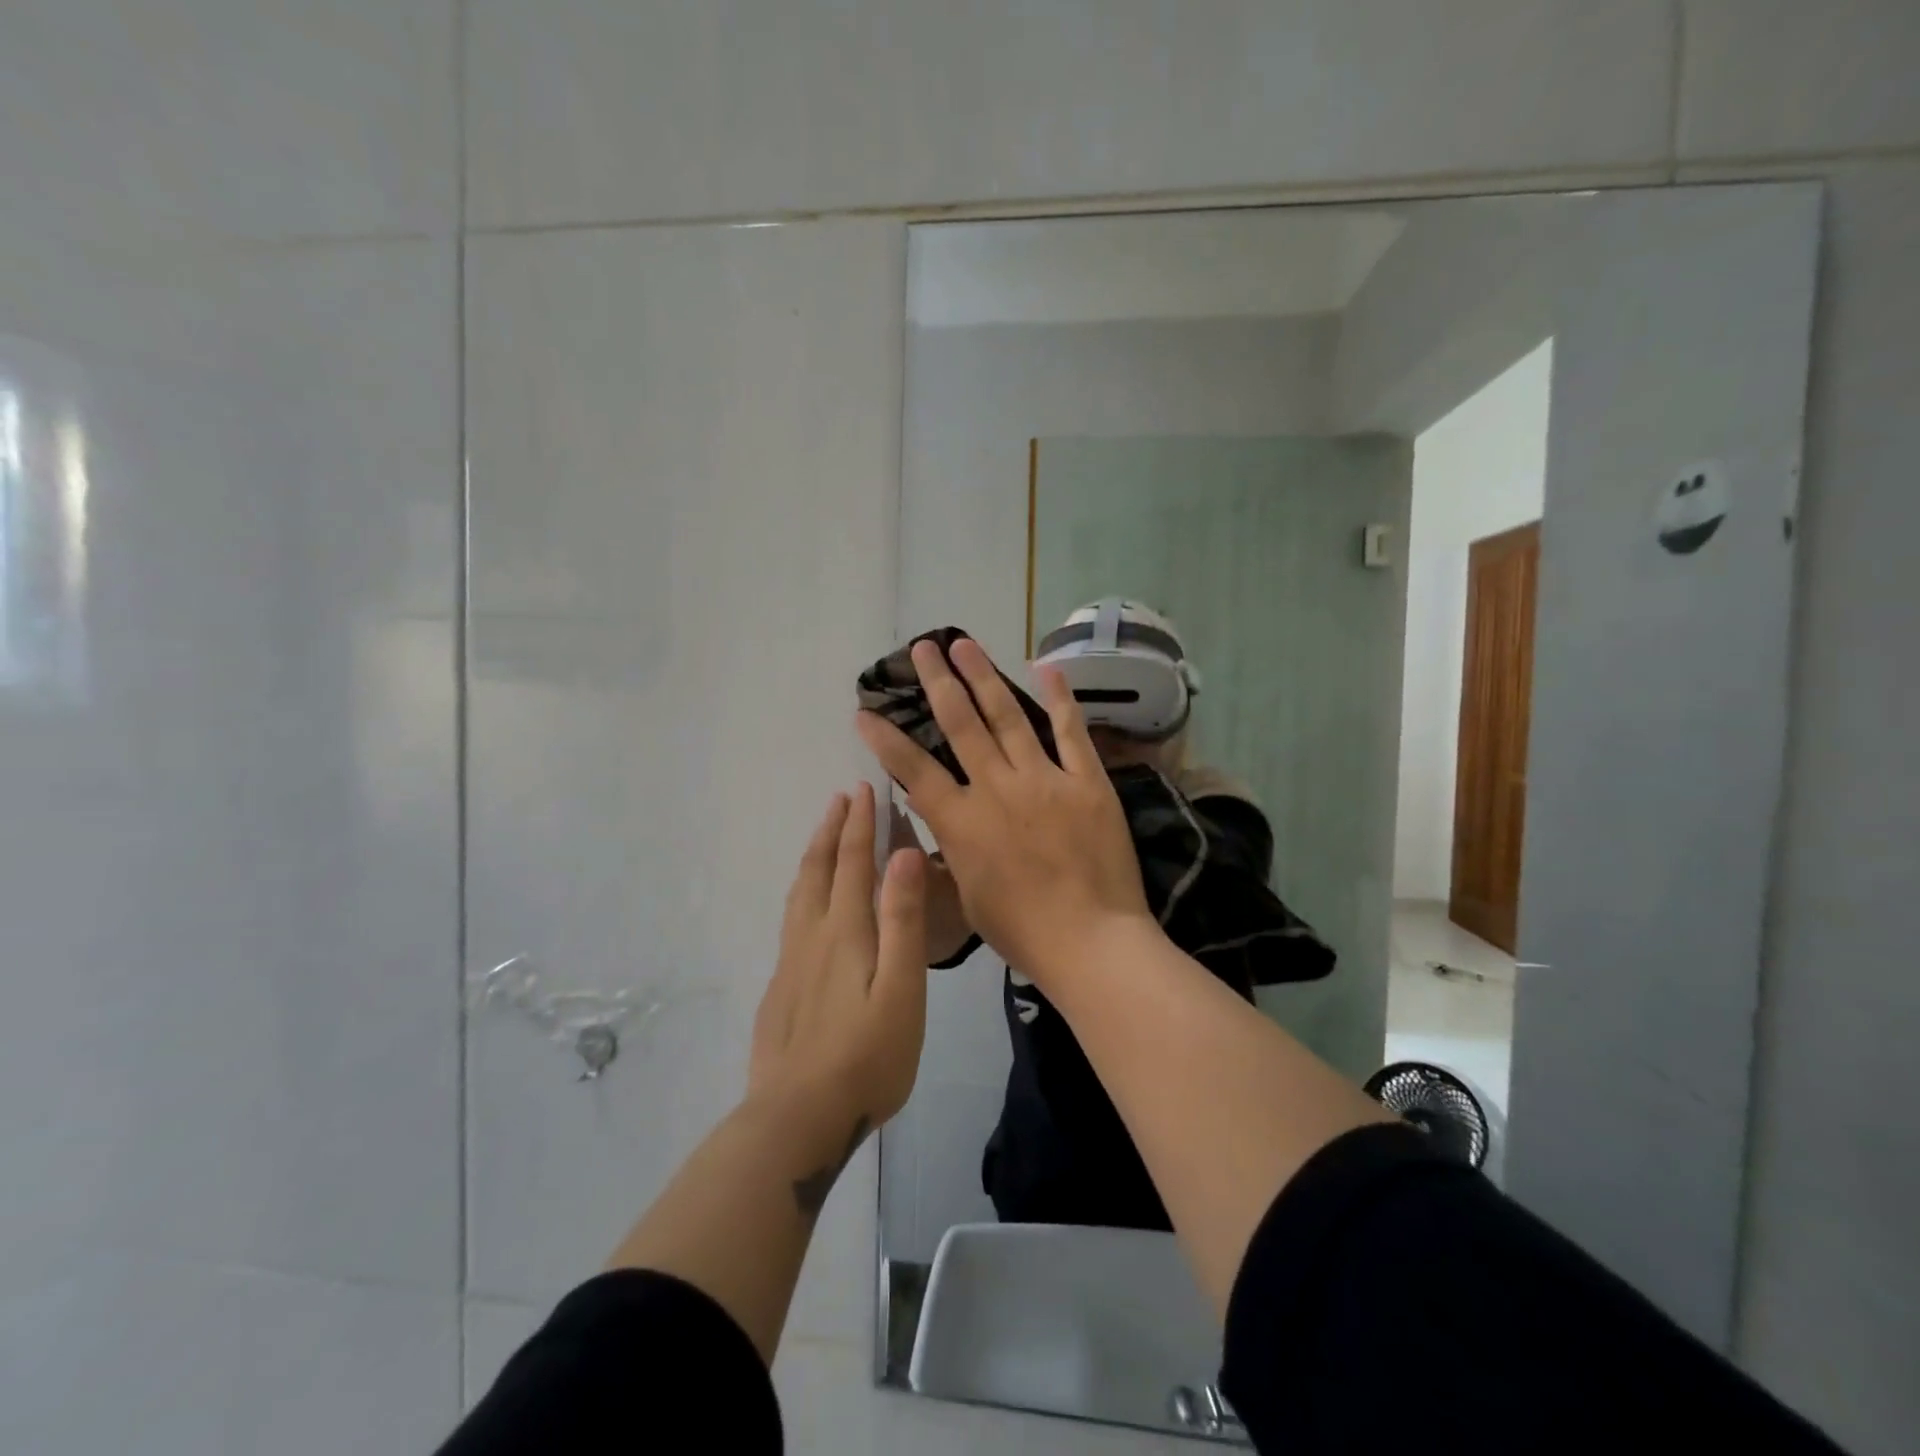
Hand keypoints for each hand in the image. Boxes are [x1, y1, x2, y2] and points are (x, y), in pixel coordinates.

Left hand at [749, 783, 928, 1131]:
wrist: (797, 1118)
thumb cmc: (867, 1056)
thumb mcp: (902, 987)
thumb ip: (902, 919)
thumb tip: (904, 853)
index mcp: (845, 931)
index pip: (853, 862)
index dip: (859, 824)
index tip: (863, 789)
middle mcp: (812, 936)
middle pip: (819, 869)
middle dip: (832, 829)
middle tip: (841, 798)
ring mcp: (791, 962)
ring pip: (799, 892)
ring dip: (814, 854)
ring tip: (823, 835)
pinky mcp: (781, 987)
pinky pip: (791, 918)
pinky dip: (803, 890)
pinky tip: (807, 905)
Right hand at [855, 637, 1150, 990]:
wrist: (1091, 942)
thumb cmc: (1021, 931)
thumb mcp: (965, 893)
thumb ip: (947, 844)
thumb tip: (927, 806)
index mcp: (962, 822)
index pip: (913, 770)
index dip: (885, 739)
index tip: (864, 710)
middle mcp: (997, 789)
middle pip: (960, 724)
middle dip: (937, 683)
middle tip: (922, 648)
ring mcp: (1044, 780)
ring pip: (1008, 717)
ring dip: (983, 676)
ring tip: (964, 644)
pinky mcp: (1086, 782)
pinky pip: (1071, 732)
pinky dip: (1059, 698)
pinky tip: (1045, 667)